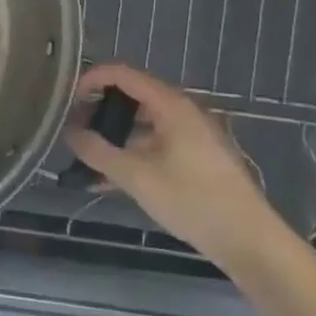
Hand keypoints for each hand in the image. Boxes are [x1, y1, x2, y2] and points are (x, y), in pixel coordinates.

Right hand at [63, 63, 280, 265]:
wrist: (249, 241)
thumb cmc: (192, 201)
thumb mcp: (135, 176)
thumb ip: (96, 151)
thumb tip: (68, 132)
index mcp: (171, 106)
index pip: (123, 74)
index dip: (91, 79)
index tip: (66, 99)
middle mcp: (183, 112)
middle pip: (132, 96)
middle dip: (98, 109)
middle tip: (72, 128)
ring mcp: (192, 134)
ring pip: (142, 122)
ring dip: (112, 134)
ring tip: (86, 156)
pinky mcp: (196, 156)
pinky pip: (154, 142)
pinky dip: (130, 151)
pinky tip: (108, 178)